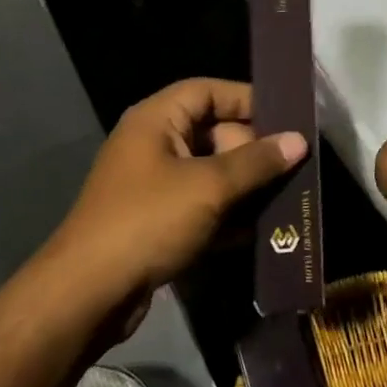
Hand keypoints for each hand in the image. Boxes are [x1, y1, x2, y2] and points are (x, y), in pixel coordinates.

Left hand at [47, 79, 305, 314]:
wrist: (87, 295)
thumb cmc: (148, 221)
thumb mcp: (209, 187)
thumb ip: (257, 162)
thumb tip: (299, 140)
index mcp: (157, 119)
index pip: (208, 91)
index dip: (247, 99)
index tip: (287, 117)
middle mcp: (154, 144)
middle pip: (214, 132)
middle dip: (254, 150)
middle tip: (294, 166)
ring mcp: (154, 185)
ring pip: (211, 173)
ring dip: (246, 186)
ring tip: (289, 197)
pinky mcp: (158, 222)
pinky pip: (202, 206)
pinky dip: (228, 214)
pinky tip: (262, 231)